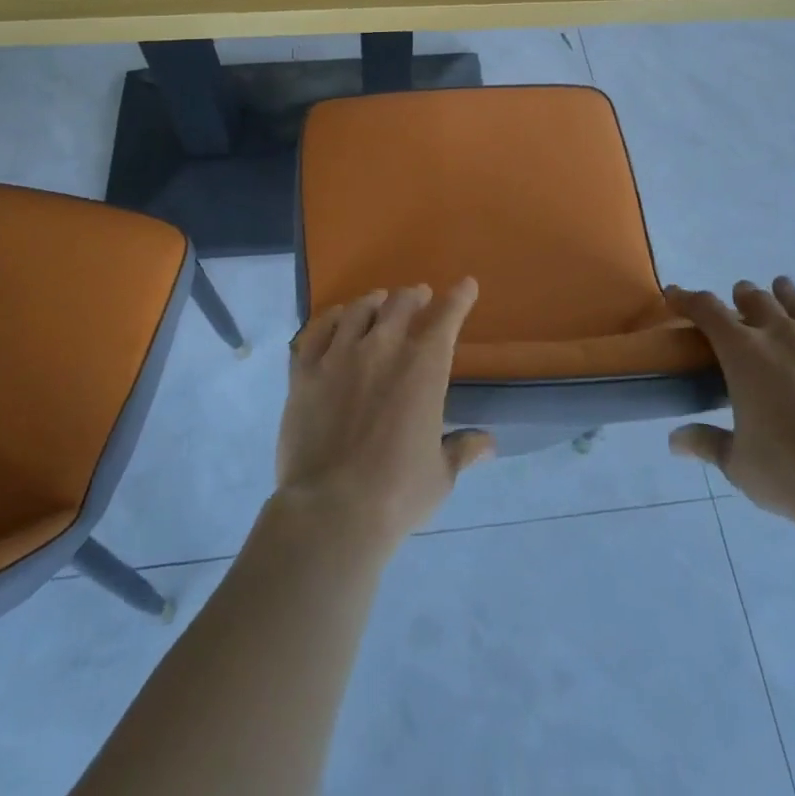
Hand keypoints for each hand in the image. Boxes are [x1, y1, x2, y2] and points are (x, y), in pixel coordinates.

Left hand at [276, 281, 495, 552]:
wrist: (332, 509)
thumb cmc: (397, 494)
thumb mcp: (440, 475)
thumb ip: (462, 449)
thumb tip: (489, 444)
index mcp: (423, 367)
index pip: (446, 318)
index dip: (459, 298)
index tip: (466, 285)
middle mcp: (383, 348)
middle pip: (400, 304)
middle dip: (414, 295)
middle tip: (418, 296)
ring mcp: (340, 355)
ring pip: (358, 310)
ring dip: (374, 302)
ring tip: (378, 301)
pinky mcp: (305, 370)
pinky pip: (317, 329)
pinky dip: (331, 317)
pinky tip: (336, 318)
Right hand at [668, 276, 794, 534]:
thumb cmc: (788, 473)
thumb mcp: (736, 463)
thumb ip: (706, 443)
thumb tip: (675, 442)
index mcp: (743, 353)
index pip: (707, 310)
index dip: (687, 298)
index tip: (674, 294)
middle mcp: (781, 337)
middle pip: (757, 299)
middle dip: (741, 296)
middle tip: (735, 301)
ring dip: (786, 295)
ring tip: (781, 289)